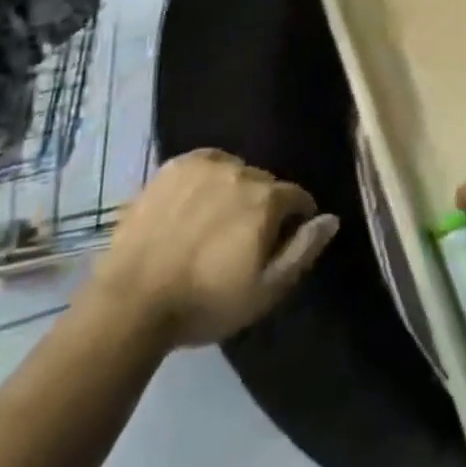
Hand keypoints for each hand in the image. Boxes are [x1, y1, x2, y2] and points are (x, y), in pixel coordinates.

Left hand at [93, 149, 338, 347]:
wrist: (134, 299)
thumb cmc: (206, 302)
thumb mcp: (266, 291)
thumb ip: (303, 250)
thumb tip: (330, 218)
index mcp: (266, 199)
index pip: (297, 197)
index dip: (295, 220)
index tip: (281, 241)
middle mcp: (240, 171)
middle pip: (264, 184)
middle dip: (262, 206)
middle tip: (243, 239)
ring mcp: (204, 164)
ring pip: (233, 172)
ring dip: (233, 191)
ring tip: (215, 222)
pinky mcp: (173, 165)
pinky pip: (203, 165)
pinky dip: (206, 181)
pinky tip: (193, 207)